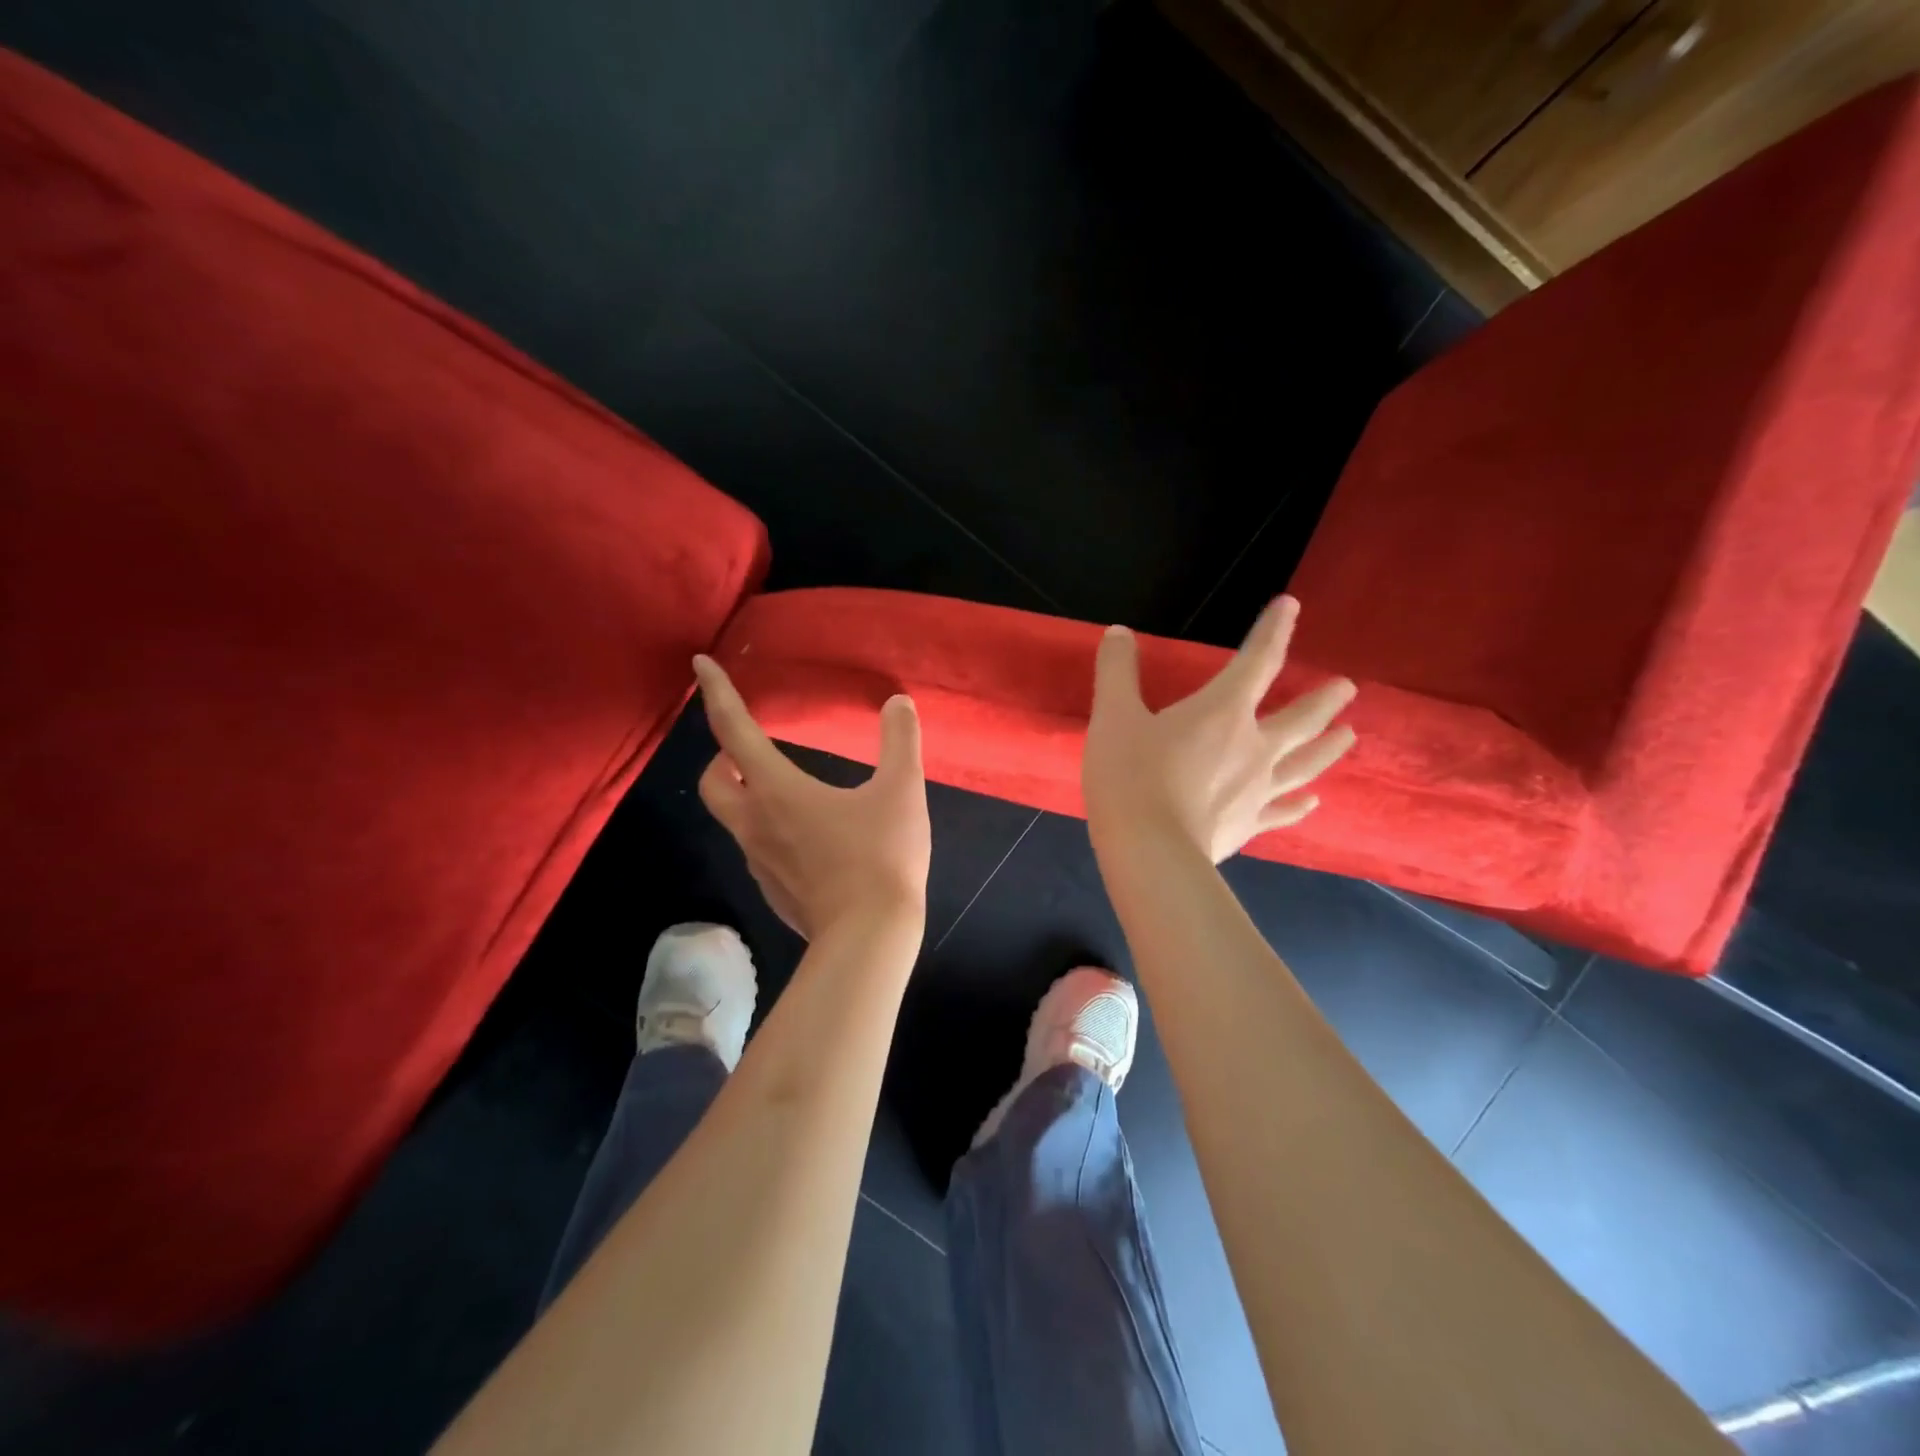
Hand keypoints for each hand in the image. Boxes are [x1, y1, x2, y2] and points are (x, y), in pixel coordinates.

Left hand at [693, 655, 931, 941]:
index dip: (717, 694)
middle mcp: (755, 824)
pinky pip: (756, 847)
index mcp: (778, 791)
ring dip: (745, 793)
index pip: (734, 732)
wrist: (869, 938)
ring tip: (785, 788)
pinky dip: (767, 827)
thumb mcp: (901, 791)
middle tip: (749, 748)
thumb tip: (898, 703)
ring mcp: (759, 862)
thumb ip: (900, 741)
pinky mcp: (772, 890)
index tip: (700, 665)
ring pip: (733, 817)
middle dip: (723, 756)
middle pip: (713, 782)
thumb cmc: (880, 857)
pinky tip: (807, 836)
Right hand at [1083, 596, 1356, 863]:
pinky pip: (1284, 810)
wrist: (1149, 850)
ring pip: (1304, 763)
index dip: (1273, 631)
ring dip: (1328, 747)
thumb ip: (1117, 672)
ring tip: (1350, 735)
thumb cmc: (1131, 777)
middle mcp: (1253, 746)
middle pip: (1300, 718)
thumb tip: (1119, 633)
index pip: (1257, 662)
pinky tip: (1313, 801)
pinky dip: (1300, 804)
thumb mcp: (1114, 717)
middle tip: (1348, 689)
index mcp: (1222, 712)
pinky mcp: (1251, 824)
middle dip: (1324, 700)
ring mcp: (1258, 789)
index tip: (1290, 606)